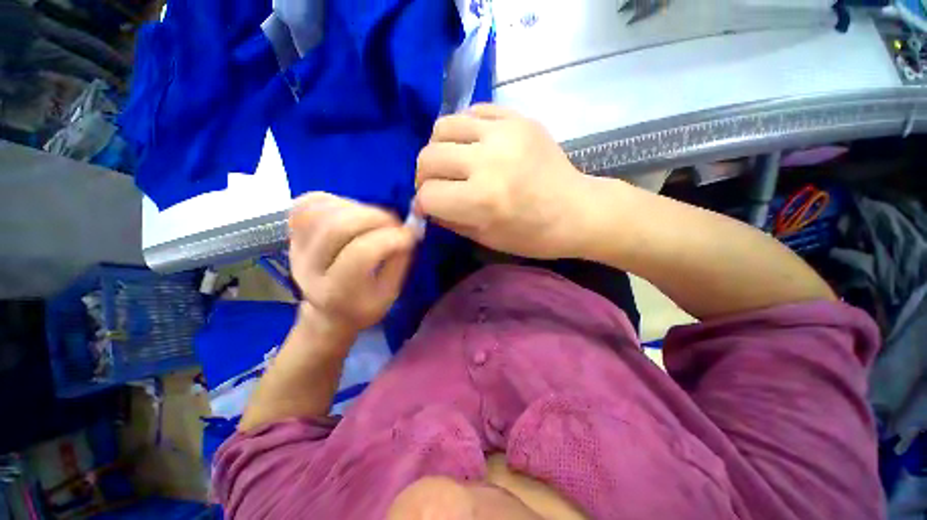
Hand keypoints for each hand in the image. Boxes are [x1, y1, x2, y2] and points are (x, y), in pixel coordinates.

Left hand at [288, 193, 415, 334]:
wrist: (328, 311)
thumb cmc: (365, 304)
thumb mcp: (390, 292)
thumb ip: (400, 260)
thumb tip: (409, 228)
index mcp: (337, 292)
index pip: (361, 253)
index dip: (391, 237)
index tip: (410, 235)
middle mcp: (309, 269)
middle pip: (337, 226)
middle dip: (375, 217)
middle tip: (394, 223)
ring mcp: (295, 248)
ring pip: (323, 210)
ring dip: (358, 208)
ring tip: (374, 220)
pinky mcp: (292, 232)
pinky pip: (308, 203)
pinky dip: (335, 200)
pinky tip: (352, 211)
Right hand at [414, 104, 591, 258]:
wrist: (577, 211)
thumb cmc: (533, 235)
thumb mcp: (486, 238)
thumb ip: (450, 220)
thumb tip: (426, 206)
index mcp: (483, 200)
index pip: (428, 196)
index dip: (422, 205)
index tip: (427, 208)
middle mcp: (489, 162)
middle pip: (428, 158)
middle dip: (423, 177)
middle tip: (435, 186)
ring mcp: (505, 133)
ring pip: (443, 127)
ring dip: (438, 149)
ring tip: (451, 163)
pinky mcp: (518, 118)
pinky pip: (472, 112)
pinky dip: (463, 131)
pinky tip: (472, 147)